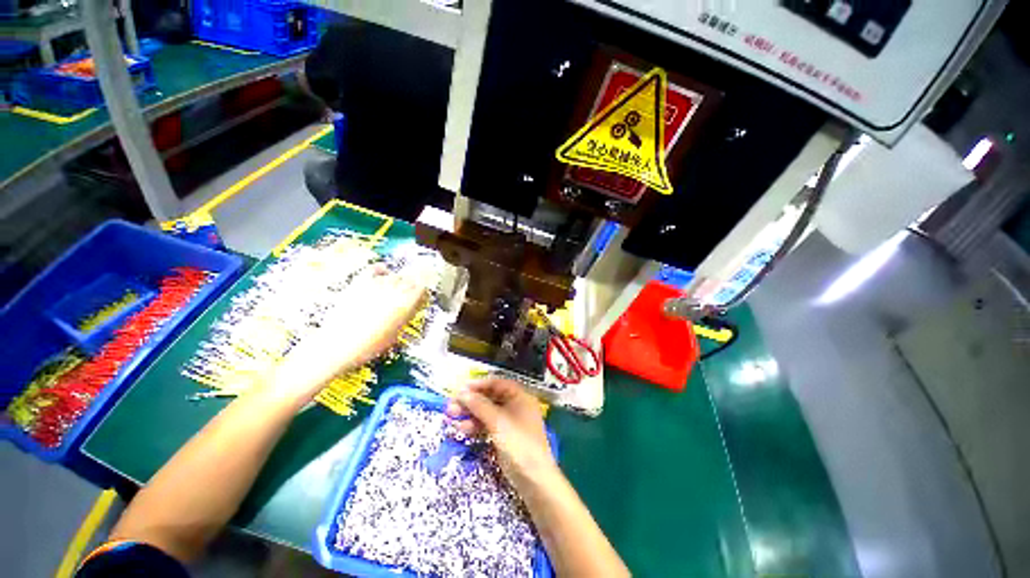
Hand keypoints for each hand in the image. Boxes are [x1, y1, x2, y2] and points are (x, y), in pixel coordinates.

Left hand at [271, 268, 426, 406]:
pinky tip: (383, 273)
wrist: (337, 345)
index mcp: (405, 304)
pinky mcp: (360, 283)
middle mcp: (394, 290)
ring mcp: (376, 284)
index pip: (422, 288)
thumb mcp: (395, 334)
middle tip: (411, 294)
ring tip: (396, 289)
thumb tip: (412, 306)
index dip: (424, 290)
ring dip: (399, 281)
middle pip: (410, 279)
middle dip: (414, 285)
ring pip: (395, 275)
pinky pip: (375, 269)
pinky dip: (382, 270)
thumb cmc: (369, 346)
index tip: (423, 295)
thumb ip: (406, 316)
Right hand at [446, 379, 557, 490]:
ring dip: (470, 414)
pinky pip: (488, 425)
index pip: (497, 383)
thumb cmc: (519, 443)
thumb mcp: (498, 422)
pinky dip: (476, 426)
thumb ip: (479, 405)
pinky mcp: (504, 436)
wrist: (534, 479)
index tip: (460, 389)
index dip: (479, 385)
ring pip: (487, 412)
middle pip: (490, 398)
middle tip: (451, 406)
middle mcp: (515, 405)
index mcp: (520, 396)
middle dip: (471, 401)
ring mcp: (510, 422)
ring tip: (451, 417)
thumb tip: (462, 392)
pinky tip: (462, 429)